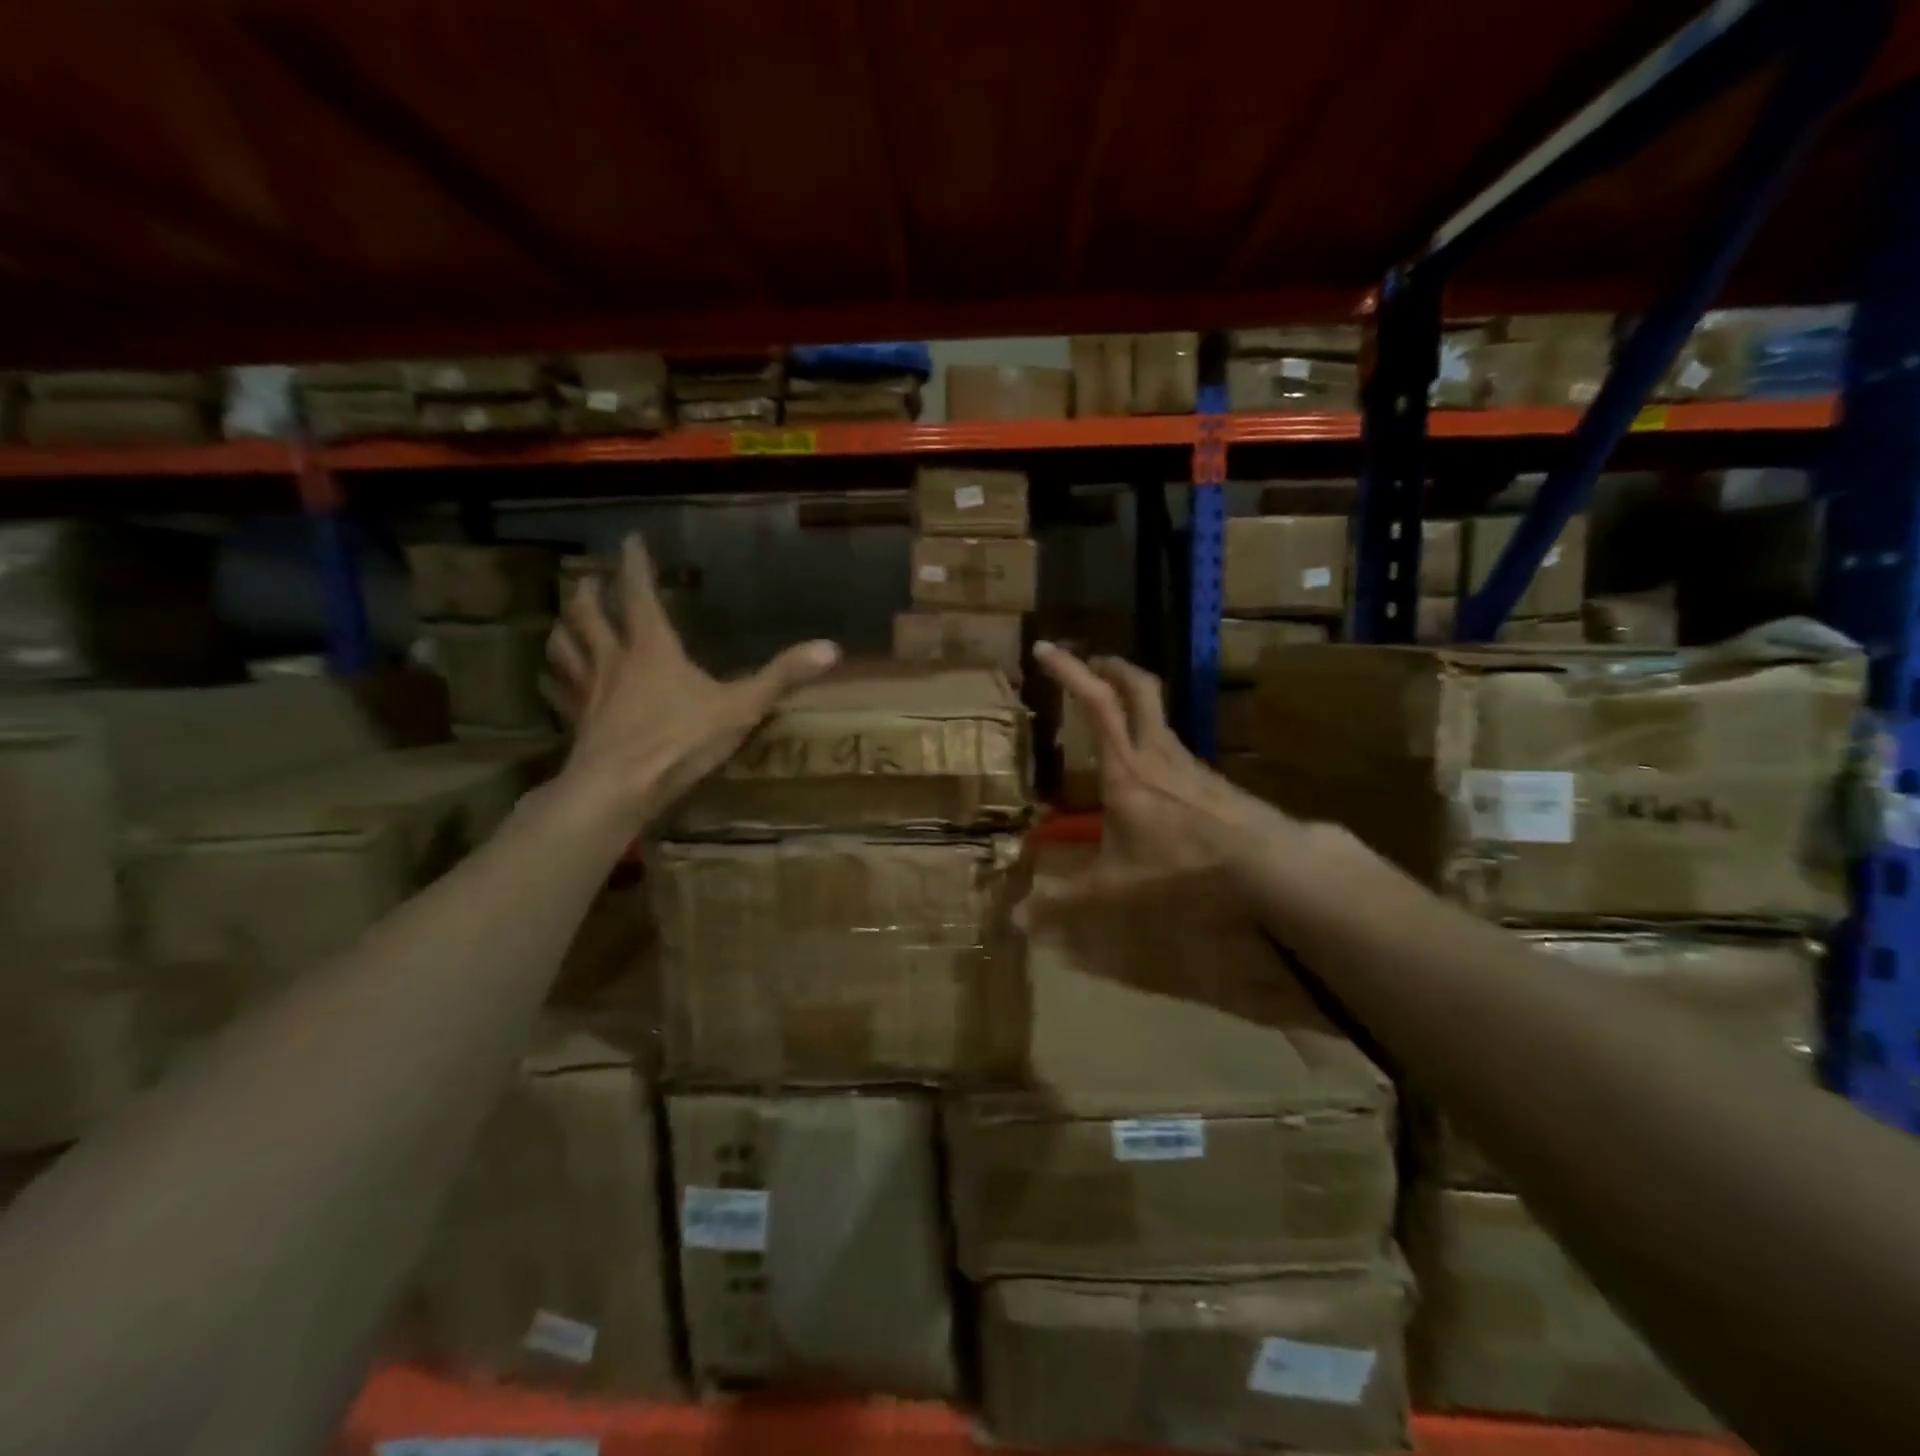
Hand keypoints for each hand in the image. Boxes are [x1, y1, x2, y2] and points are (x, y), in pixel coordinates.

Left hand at [544, 534, 838, 830]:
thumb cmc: (680, 741)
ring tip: (566, 621)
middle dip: (588, 592)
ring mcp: (589, 692)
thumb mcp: (741, 707)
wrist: (619, 789)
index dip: (634, 564)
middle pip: (588, 615)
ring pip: (565, 648)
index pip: (638, 593)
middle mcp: (614, 660)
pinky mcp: (576, 723)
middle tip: (588, 578)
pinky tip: (554, 682)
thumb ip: (783, 677)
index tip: (630, 540)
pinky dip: (554, 681)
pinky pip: (559, 694)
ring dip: (564, 629)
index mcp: (652, 648)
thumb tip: (832, 648)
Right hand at [1022, 641, 1281, 923]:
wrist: (1265, 863)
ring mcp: (1186, 760)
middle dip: (1110, 667)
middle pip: (1137, 688)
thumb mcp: (1117, 887)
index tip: (1044, 649)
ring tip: (1110, 714)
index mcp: (1125, 768)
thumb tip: (1016, 923)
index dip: (1069, 671)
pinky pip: (1172, 741)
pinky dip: (1150, 734)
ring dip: (1132, 699)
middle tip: (1090, 661)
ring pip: (1158, 712)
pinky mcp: (1207, 776)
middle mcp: (1156, 751)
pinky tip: (1148, 768)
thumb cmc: (1183, 865)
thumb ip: (1066, 901)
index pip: (1096, 702)